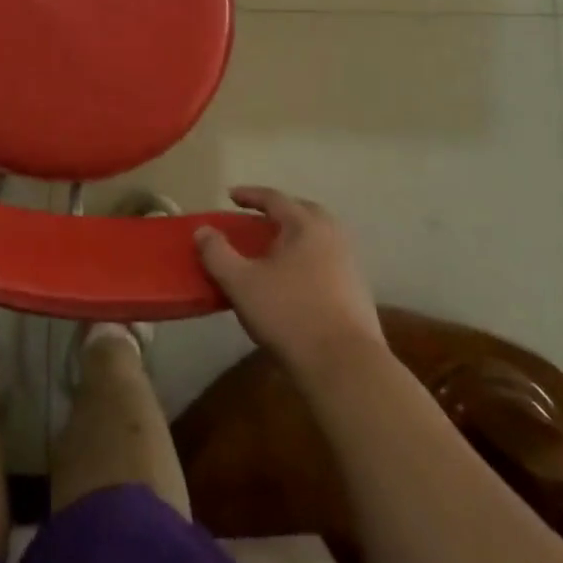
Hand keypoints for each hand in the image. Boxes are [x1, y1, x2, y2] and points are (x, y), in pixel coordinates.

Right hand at [195, 187, 385, 372]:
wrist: (346, 368)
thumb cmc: (289, 315)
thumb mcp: (240, 283)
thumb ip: (217, 253)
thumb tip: (203, 230)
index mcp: (306, 226)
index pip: (275, 198)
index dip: (250, 195)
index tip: (231, 196)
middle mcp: (333, 237)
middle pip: (304, 212)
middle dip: (280, 211)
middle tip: (258, 219)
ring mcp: (350, 266)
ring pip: (320, 238)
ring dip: (297, 237)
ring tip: (274, 251)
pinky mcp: (358, 294)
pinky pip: (328, 262)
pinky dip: (309, 260)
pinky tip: (295, 281)